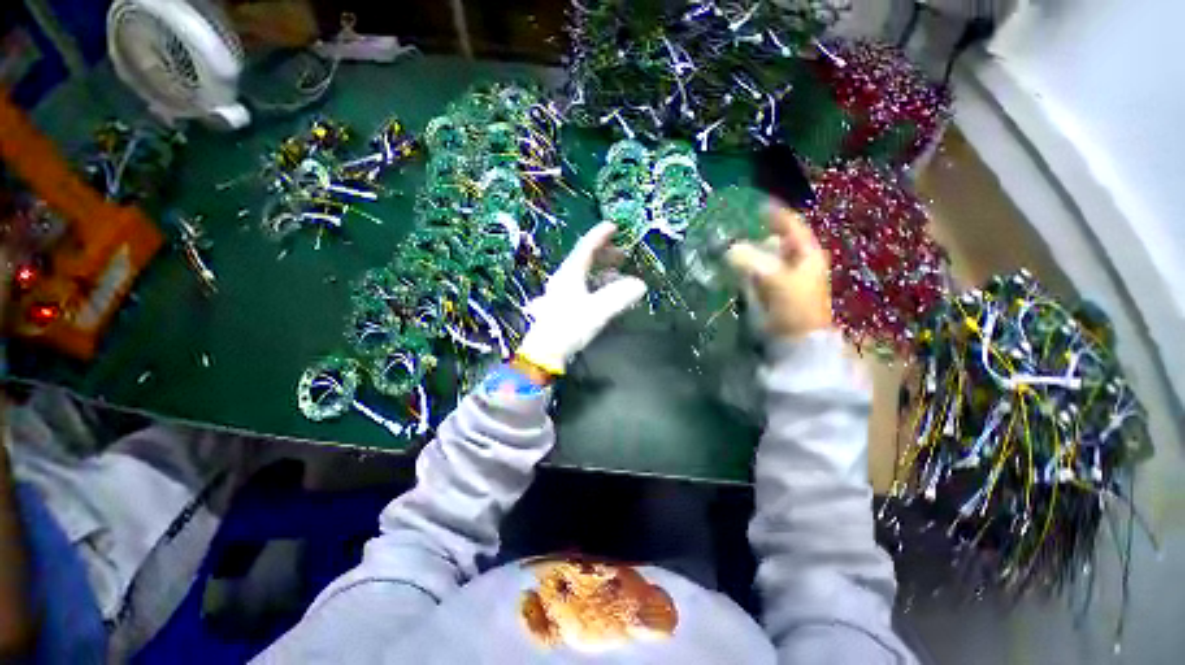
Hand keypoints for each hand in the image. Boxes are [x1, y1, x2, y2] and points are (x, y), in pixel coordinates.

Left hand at [517, 222, 647, 374]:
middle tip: (623, 255)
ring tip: (619, 277)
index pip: (586, 248)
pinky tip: (605, 296)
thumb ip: (619, 297)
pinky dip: (597, 288)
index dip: (600, 236)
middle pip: (585, 261)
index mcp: (570, 274)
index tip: (613, 226)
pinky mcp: (564, 307)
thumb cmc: (569, 327)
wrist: (545, 353)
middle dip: (605, 255)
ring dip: (602, 273)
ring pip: (584, 276)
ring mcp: (562, 294)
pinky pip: (583, 289)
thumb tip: (640, 285)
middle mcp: (564, 280)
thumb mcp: (597, 311)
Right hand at [726, 200, 832, 339]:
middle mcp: (795, 263)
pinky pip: (753, 276)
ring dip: (744, 254)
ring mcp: (782, 279)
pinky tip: (727, 269)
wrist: (796, 342)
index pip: (790, 225)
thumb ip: (750, 261)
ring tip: (723, 248)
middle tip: (730, 230)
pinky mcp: (769, 294)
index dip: (774, 214)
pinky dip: (741, 271)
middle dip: (752, 236)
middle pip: (773, 242)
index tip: (755, 204)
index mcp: (805, 254)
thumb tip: (729, 250)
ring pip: (761, 259)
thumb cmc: (793, 306)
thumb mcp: (773, 279)